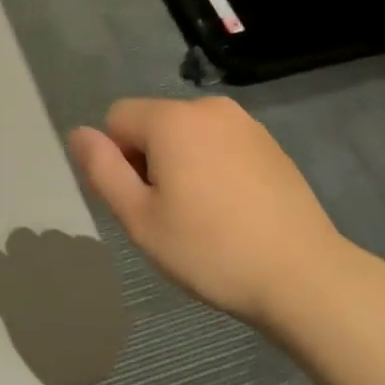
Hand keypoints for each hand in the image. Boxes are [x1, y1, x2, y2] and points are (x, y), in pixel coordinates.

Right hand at [70, 96, 347, 324]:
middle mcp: (206, 107)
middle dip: (150, 160)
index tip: (145, 202)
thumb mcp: (140, 219)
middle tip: (172, 215)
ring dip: (182, 163)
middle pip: (153, 123)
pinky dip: (214, 167)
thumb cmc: (212, 250)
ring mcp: (244, 123)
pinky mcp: (270, 144)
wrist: (305, 277)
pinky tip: (234, 211)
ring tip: (205, 216)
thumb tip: (78, 133)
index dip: (118, 160)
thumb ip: (102, 169)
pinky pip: (220, 143)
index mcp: (171, 119)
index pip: (117, 118)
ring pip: (187, 134)